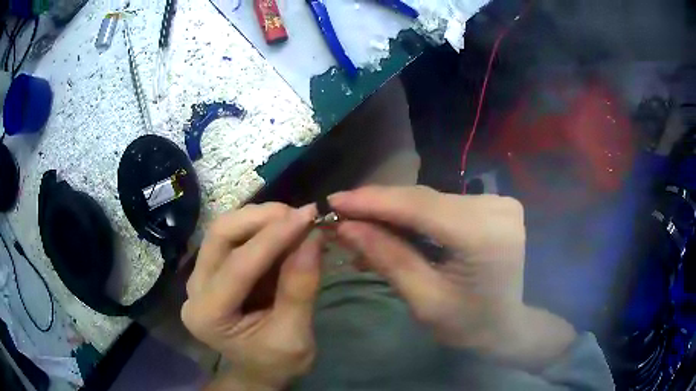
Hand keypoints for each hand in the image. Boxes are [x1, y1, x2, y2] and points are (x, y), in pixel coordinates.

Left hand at [182, 203, 319, 389]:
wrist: (259, 370)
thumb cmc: (276, 362)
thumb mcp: (294, 337)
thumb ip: (300, 290)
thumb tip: (313, 239)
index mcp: (208, 316)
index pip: (238, 266)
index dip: (274, 238)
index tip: (308, 216)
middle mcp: (195, 290)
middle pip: (220, 235)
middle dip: (261, 219)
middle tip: (299, 216)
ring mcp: (200, 276)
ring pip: (223, 230)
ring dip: (260, 218)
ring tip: (294, 221)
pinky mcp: (212, 269)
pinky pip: (233, 237)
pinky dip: (260, 227)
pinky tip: (283, 229)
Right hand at [331, 186, 575, 369]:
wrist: (507, 325)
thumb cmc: (467, 324)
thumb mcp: (423, 300)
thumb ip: (387, 258)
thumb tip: (346, 227)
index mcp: (483, 235)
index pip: (419, 206)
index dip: (372, 201)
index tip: (334, 200)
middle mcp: (495, 208)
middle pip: (424, 199)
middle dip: (379, 207)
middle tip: (341, 217)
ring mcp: (498, 203)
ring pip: (430, 200)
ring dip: (393, 213)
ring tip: (360, 229)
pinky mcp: (493, 205)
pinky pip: (443, 205)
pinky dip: (414, 216)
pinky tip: (391, 229)